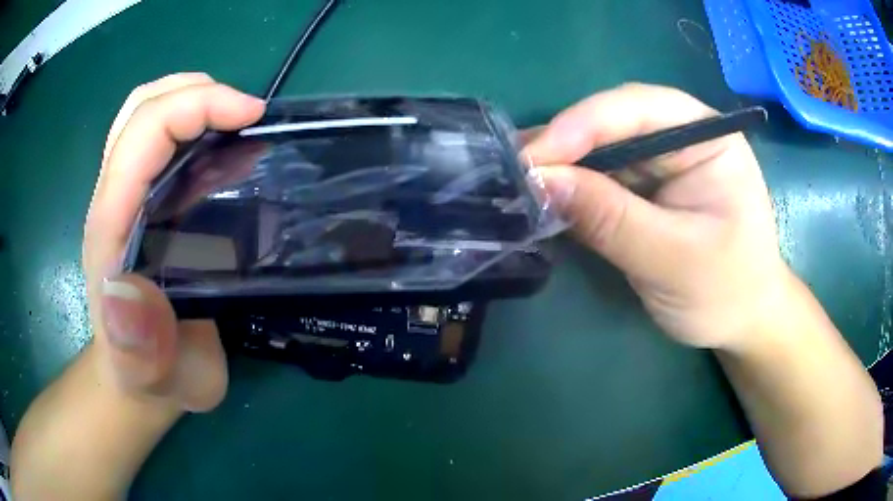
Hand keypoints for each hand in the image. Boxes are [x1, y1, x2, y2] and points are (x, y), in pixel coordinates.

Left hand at [83, 73, 264, 411]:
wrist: (137, 378)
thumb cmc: (151, 375)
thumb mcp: (154, 373)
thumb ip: (139, 345)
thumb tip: (128, 292)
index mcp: (112, 226)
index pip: (141, 135)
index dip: (194, 107)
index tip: (251, 115)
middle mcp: (113, 198)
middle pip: (140, 109)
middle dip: (194, 91)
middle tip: (244, 112)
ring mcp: (125, 196)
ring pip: (145, 114)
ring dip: (190, 99)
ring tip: (232, 118)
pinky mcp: (140, 201)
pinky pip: (156, 139)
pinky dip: (188, 121)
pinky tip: (217, 145)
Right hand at [523, 83, 789, 349]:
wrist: (740, 322)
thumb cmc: (725, 291)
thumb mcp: (672, 259)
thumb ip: (611, 218)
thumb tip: (540, 181)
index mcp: (708, 137)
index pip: (641, 108)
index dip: (585, 124)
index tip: (535, 156)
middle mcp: (682, 137)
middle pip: (614, 121)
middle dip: (565, 143)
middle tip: (513, 168)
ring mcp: (662, 162)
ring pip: (601, 147)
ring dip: (561, 164)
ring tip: (516, 178)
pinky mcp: (644, 189)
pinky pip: (601, 177)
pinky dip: (571, 187)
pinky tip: (542, 194)